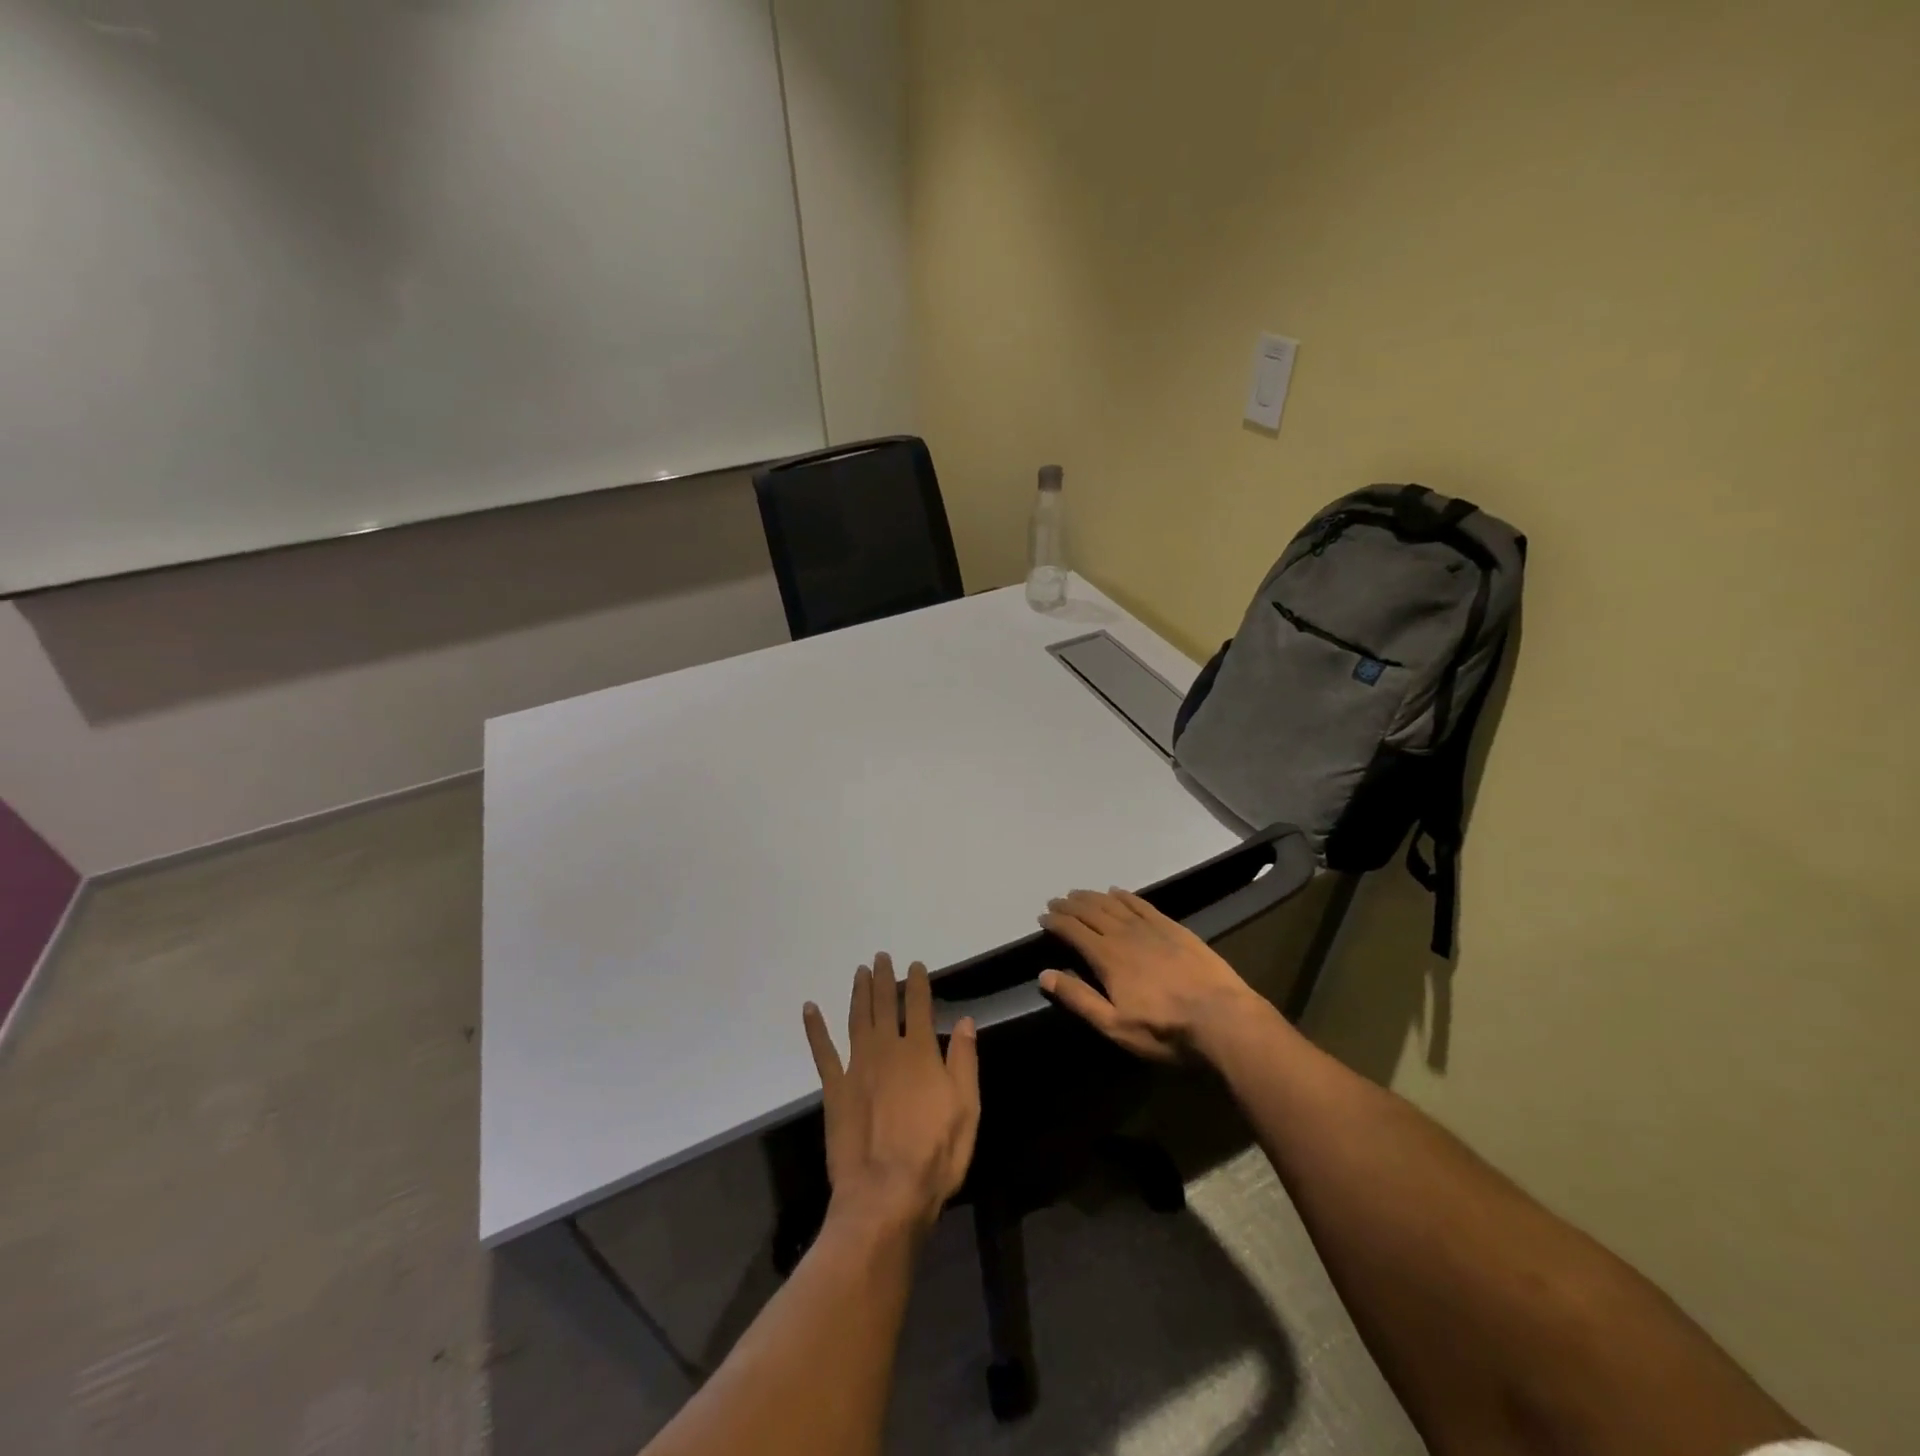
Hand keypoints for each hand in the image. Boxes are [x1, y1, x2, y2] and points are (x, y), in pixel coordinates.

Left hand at [803, 954, 980, 1236]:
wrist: (885, 1195)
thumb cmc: (934, 1155)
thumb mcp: (966, 1109)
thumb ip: (964, 1061)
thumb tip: (965, 1020)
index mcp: (920, 1052)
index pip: (920, 1006)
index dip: (918, 983)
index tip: (915, 965)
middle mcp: (887, 1049)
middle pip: (885, 1005)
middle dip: (884, 979)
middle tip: (881, 957)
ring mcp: (857, 1067)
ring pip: (857, 1019)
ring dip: (858, 992)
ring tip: (860, 971)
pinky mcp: (834, 1089)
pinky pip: (822, 1052)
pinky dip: (815, 1028)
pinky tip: (809, 1008)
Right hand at [1038, 888, 1259, 1062]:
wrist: (1222, 1019)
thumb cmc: (1164, 1030)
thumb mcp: (1114, 1025)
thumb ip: (1078, 998)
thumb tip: (1044, 974)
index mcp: (1107, 957)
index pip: (1074, 931)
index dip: (1056, 921)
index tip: (1043, 916)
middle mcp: (1125, 934)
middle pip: (1091, 912)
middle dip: (1071, 905)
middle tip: (1057, 901)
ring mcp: (1151, 928)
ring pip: (1114, 904)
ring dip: (1093, 897)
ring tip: (1080, 893)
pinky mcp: (1174, 928)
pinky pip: (1142, 904)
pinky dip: (1126, 896)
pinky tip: (1118, 892)